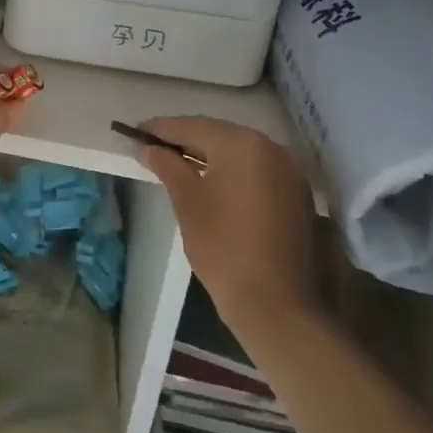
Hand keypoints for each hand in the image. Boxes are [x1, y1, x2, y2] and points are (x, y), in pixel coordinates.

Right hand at [135, 116, 322, 327]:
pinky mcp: (297, 194)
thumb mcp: (188, 203)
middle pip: (218, 134)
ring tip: (178, 164)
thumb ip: (168, 167)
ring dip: (209, 154)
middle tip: (154, 148)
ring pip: (239, 151)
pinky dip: (232, 171)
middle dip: (185, 139)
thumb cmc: (224, 248)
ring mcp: (289, 171)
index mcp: (241, 144)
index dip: (161, 129)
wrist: (279, 306)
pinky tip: (211, 183)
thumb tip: (149, 148)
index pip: (192, 126)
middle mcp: (270, 148)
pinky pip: (256, 170)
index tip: (135, 132)